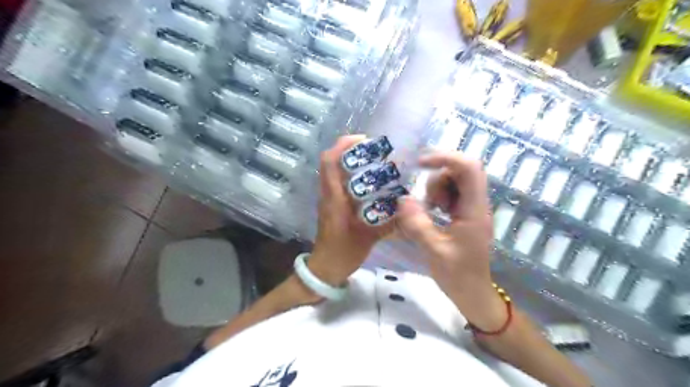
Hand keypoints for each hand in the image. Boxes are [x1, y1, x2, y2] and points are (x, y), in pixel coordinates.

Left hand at [308, 136, 393, 286]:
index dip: (344, 145)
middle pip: (331, 161)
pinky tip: (372, 182)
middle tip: (375, 150)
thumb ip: (388, 224)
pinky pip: (340, 183)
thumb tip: (408, 209)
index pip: (330, 162)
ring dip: (351, 161)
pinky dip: (353, 176)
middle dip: (350, 150)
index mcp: (333, 198)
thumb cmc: (343, 252)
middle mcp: (328, 194)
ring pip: (335, 171)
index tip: (364, 140)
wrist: (325, 268)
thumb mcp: (368, 238)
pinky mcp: (333, 205)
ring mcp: (329, 199)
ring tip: (375, 162)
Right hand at [393, 151, 504, 329]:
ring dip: (436, 190)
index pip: (468, 168)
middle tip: (427, 202)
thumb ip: (417, 224)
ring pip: (454, 182)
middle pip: (460, 171)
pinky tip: (432, 214)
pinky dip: (437, 198)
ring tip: (430, 212)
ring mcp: (471, 208)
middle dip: (438, 179)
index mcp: (474, 209)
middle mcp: (476, 204)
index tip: (420, 163)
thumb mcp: (434, 250)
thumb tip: (402, 199)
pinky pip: (451, 194)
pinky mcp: (464, 214)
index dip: (445, 158)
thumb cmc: (458, 275)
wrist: (473, 293)